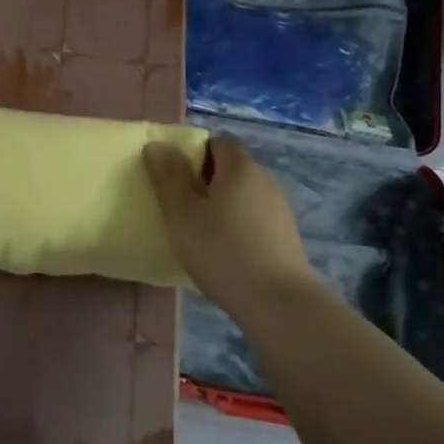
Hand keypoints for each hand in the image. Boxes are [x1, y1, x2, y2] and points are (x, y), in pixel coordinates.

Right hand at [143, 135, 312, 309]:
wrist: (277, 302)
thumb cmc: (221, 251)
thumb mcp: (182, 213)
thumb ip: (168, 176)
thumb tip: (157, 144)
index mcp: (240, 167)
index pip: (216, 142)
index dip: (193, 153)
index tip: (174, 178)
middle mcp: (264, 179)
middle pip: (231, 167)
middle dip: (205, 179)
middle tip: (180, 206)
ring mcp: (279, 208)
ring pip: (243, 193)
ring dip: (222, 203)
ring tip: (200, 231)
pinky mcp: (285, 235)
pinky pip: (254, 216)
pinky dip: (237, 223)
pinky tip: (225, 250)